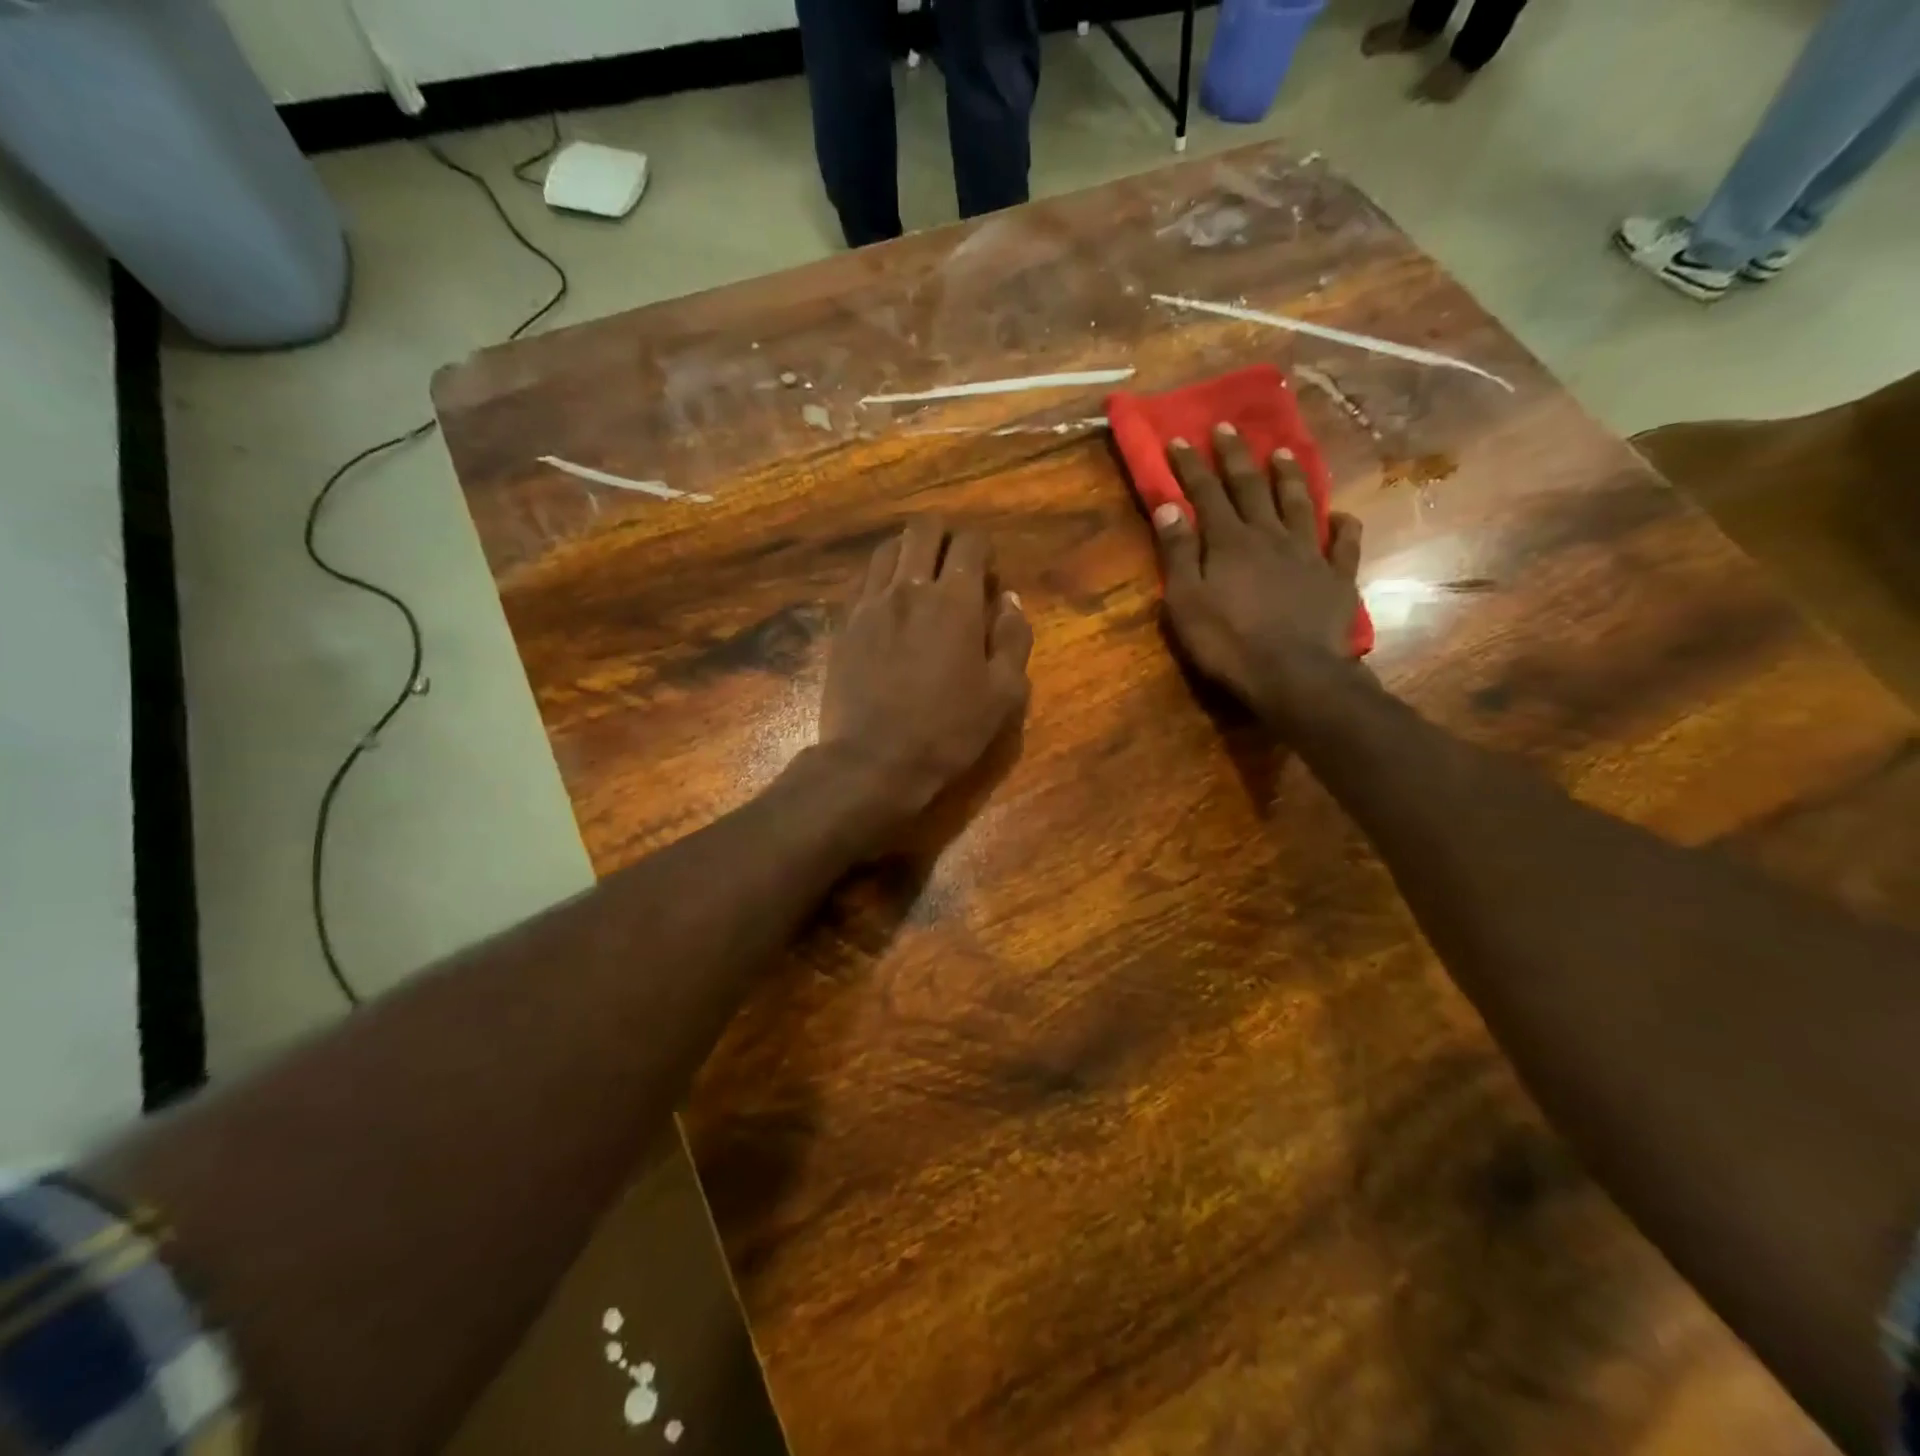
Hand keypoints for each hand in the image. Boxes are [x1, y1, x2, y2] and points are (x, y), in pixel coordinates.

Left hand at [818, 519, 1032, 827]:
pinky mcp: (845, 624)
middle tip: (955, 568)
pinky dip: (881, 577)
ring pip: (888, 548)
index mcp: (954, 601)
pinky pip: (863, 579)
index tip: (989, 578)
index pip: (970, 542)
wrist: (873, 761)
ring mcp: (870, 604)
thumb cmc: (947, 732)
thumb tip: (1010, 600)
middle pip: (923, 528)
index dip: (985, 551)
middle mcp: (909, 588)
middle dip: (945, 536)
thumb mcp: (1003, 694)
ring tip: (920, 580)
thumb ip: (1013, 639)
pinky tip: (890, 603)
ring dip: (909, 551)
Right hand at [1150, 423, 1364, 724]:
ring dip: (1288, 475)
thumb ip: (1178, 553)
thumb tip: (1168, 506)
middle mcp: (1269, 535)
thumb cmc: (1228, 643)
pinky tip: (1342, 515)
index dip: (1191, 466)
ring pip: (1298, 503)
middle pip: (1250, 487)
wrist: (1293, 674)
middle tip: (1228, 427)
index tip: (1179, 438)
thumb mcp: (1186, 602)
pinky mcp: (1337, 577)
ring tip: (1283, 452)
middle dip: (1236, 456)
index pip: (1206, 493)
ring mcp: (1308, 553)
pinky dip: (1343, 525)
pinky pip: (1344, 543)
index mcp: (1229, 541)